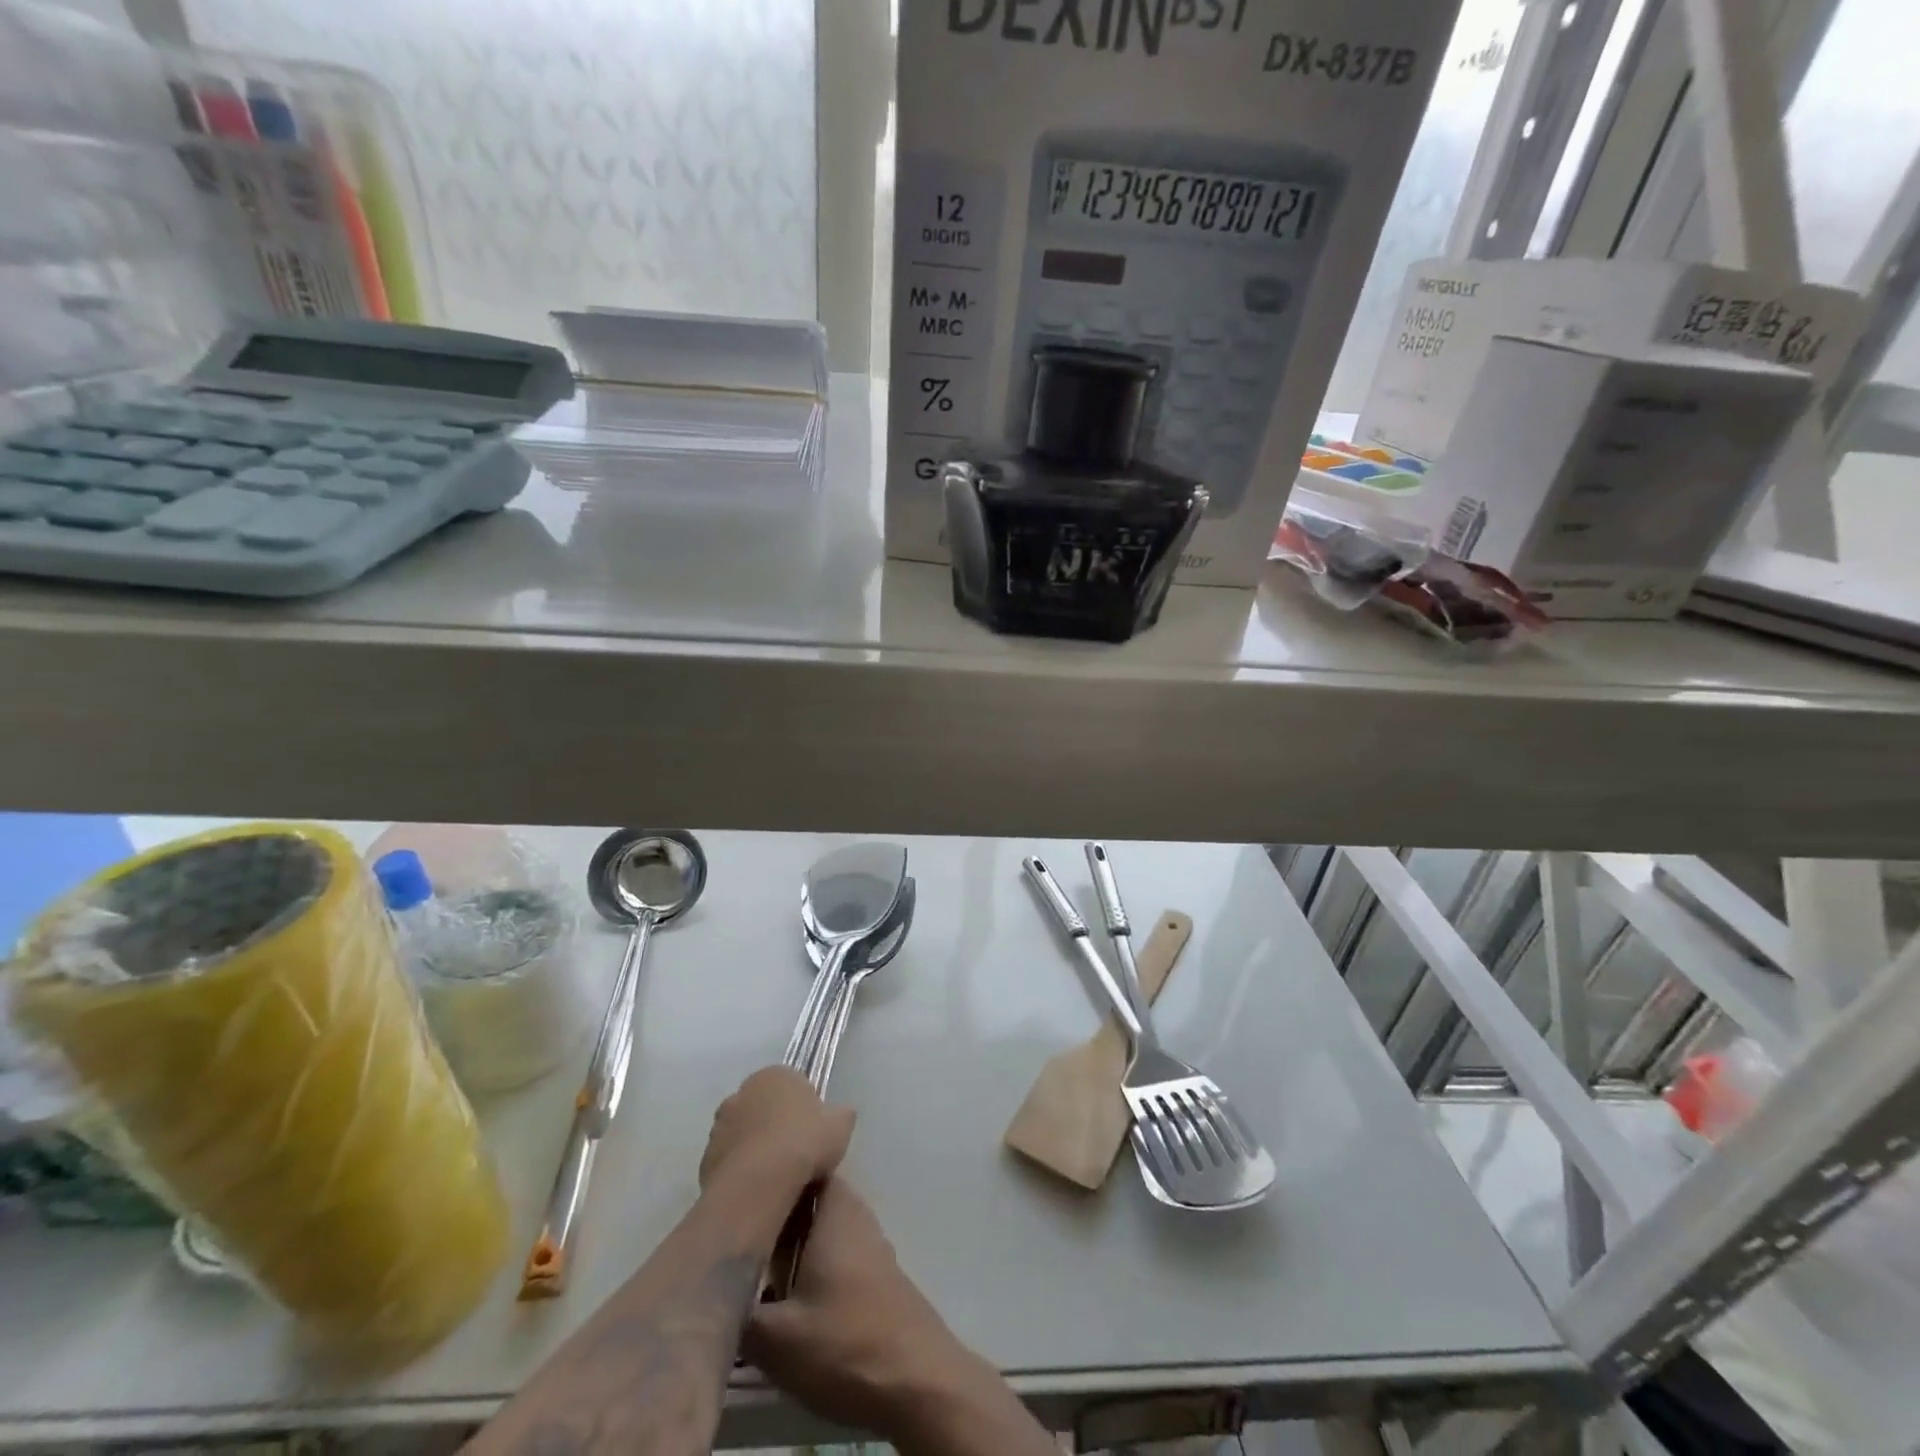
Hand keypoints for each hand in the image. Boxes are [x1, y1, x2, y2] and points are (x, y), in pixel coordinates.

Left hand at [699, 1066, 854, 1205]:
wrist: (758, 1185)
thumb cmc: (804, 1143)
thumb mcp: (840, 1126)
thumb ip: (841, 1114)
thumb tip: (842, 1113)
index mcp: (775, 1074)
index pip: (792, 1083)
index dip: (804, 1107)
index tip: (813, 1131)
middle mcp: (742, 1091)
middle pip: (763, 1105)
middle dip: (774, 1123)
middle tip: (794, 1152)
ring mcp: (720, 1124)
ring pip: (743, 1132)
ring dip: (754, 1146)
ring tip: (774, 1176)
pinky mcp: (705, 1157)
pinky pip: (729, 1160)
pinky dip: (740, 1170)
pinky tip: (756, 1189)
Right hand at [743, 1179, 984, 1441]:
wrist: (915, 1382)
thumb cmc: (844, 1343)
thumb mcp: (775, 1337)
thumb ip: (737, 1311)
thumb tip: (711, 1291)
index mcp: (835, 1209)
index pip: (803, 1167)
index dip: (772, 1173)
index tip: (739, 1190)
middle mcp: (855, 1216)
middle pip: (809, 1200)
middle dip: (775, 1216)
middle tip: (737, 1238)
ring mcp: (869, 1246)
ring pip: (821, 1231)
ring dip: (791, 1246)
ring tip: (754, 1272)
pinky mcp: (875, 1277)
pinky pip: (834, 1255)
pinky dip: (810, 1267)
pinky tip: (787, 1299)